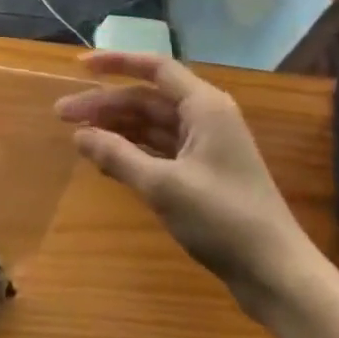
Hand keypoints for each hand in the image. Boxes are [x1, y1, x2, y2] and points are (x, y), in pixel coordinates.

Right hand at [56, 52, 318, 304]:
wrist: (276, 274)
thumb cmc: (222, 219)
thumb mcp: (163, 186)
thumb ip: (118, 156)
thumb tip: (79, 135)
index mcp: (204, 105)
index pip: (154, 67)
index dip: (115, 63)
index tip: (78, 66)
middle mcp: (205, 117)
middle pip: (146, 98)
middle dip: (105, 104)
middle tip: (62, 114)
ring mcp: (205, 146)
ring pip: (151, 125)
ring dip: (116, 128)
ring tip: (77, 137)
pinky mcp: (204, 173)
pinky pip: (159, 150)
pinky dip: (132, 152)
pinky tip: (105, 161)